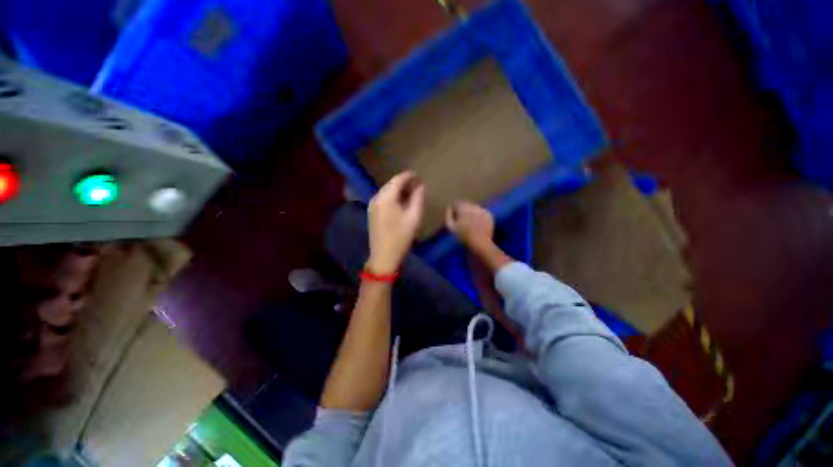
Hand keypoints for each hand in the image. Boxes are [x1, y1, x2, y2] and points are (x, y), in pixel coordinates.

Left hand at [366, 171, 424, 273]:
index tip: (419, 175)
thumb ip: (417, 199)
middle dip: (404, 182)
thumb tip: (420, 186)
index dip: (409, 176)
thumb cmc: (401, 237)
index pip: (398, 179)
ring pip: (386, 191)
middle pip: (391, 184)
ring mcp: (372, 205)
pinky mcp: (372, 213)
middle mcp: (376, 198)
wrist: (384, 256)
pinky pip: (383, 199)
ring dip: (398, 190)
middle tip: (417, 184)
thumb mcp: (414, 217)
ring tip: (411, 192)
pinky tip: (401, 202)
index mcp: (386, 198)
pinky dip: (392, 197)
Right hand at [445, 201, 494, 248]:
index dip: (455, 209)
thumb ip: (448, 215)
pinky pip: (482, 212)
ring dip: (472, 212)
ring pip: (475, 207)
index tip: (455, 215)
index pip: (457, 203)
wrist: (480, 243)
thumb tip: (448, 207)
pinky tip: (478, 224)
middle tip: (463, 220)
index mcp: (463, 208)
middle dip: (464, 210)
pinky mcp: (489, 215)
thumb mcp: (451, 227)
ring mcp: (482, 210)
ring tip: (471, 222)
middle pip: (466, 204)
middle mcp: (473, 206)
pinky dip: (480, 216)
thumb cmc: (463, 236)